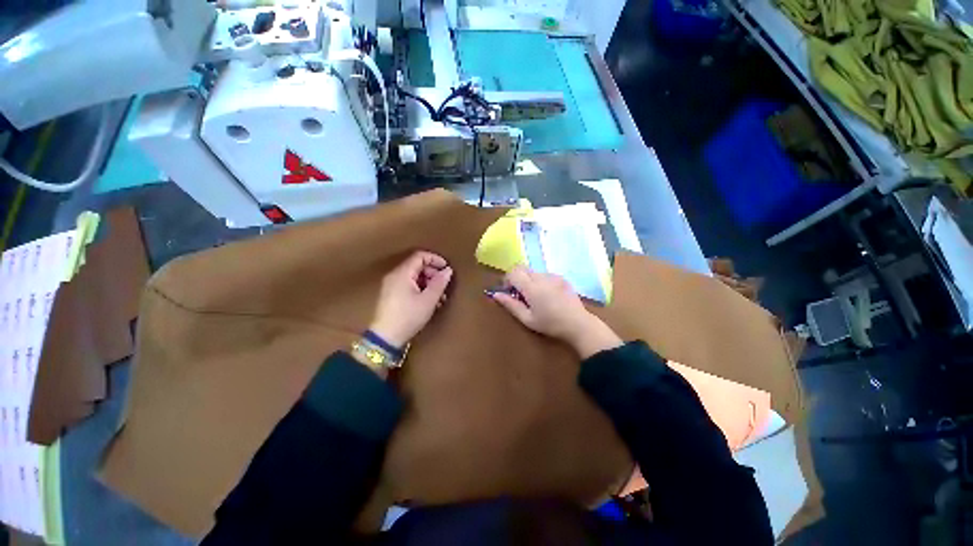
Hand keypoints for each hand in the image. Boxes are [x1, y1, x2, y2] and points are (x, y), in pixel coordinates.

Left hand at [369, 251, 452, 347]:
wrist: (385, 338)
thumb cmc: (408, 317)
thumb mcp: (428, 300)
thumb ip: (439, 283)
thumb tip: (447, 270)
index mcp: (402, 273)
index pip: (420, 256)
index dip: (435, 259)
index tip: (446, 268)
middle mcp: (395, 276)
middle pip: (417, 266)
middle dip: (433, 273)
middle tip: (444, 285)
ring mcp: (391, 286)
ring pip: (414, 277)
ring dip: (428, 283)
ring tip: (439, 297)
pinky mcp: (391, 295)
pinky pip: (408, 285)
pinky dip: (420, 289)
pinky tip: (429, 302)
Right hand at [489, 266, 621, 358]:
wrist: (578, 324)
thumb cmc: (550, 324)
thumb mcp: (527, 319)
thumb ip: (510, 305)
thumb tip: (495, 294)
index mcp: (531, 287)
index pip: (513, 272)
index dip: (507, 280)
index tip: (509, 291)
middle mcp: (541, 277)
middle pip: (522, 268)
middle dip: (516, 277)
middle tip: (519, 293)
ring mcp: (553, 276)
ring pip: (533, 272)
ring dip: (529, 280)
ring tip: (535, 297)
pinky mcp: (561, 278)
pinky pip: (544, 275)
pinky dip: (540, 281)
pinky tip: (547, 296)